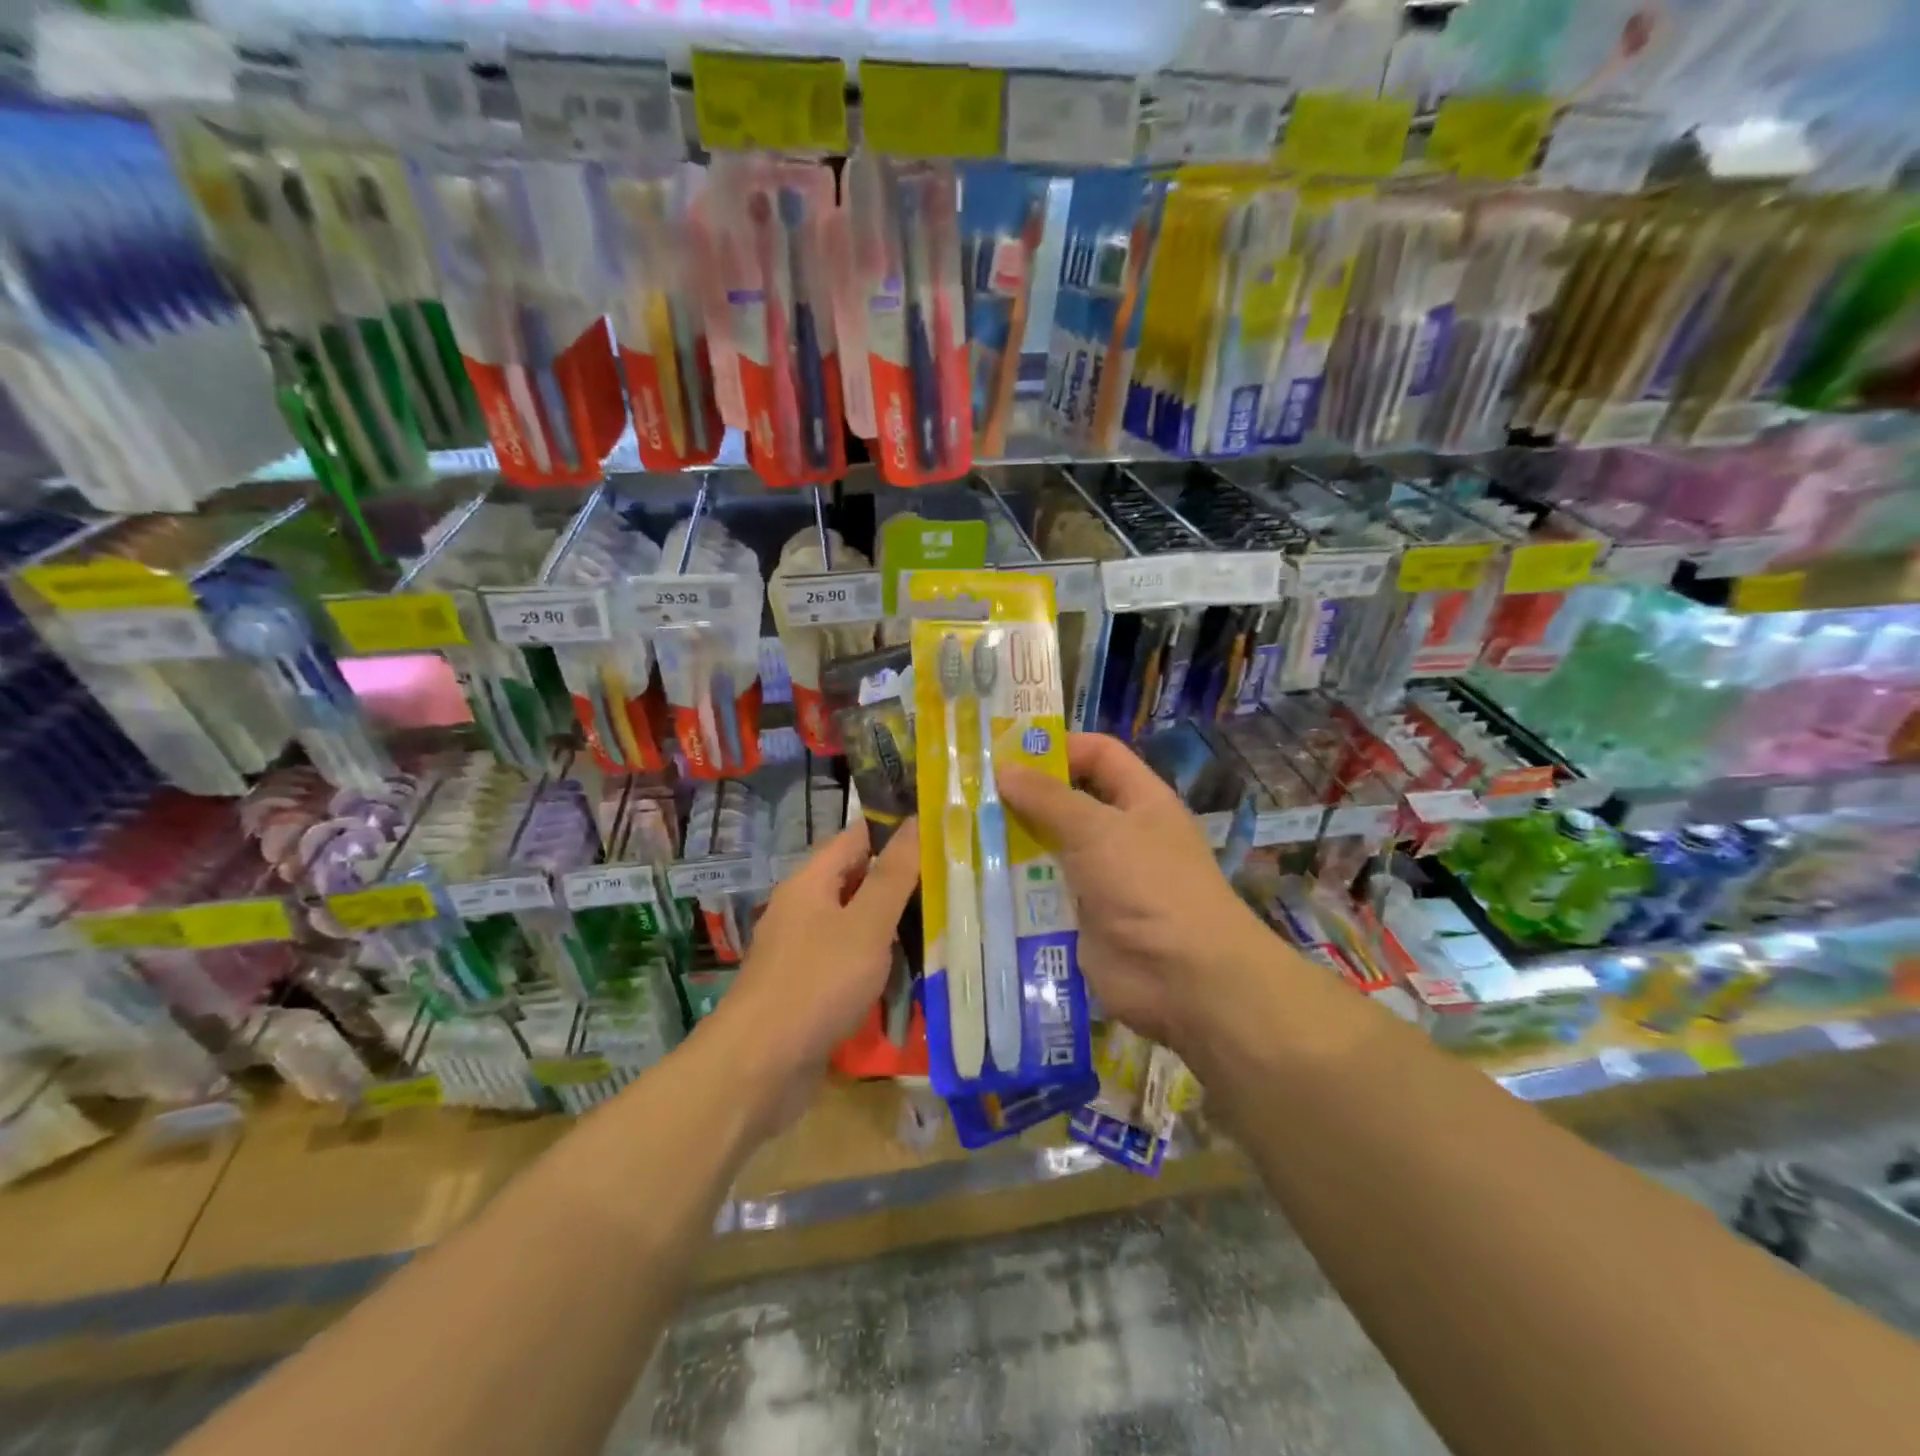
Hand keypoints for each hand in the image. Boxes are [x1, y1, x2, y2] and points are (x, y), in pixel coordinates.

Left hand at [709, 818, 919, 1133]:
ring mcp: (804, 950)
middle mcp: (804, 908)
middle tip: (955, 880)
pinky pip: (851, 960)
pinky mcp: (809, 988)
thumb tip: (916, 821)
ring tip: (945, 923)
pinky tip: (912, 972)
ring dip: (895, 923)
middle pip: (859, 879)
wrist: (758, 1069)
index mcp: (811, 881)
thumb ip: (894, 875)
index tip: (944, 830)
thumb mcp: (866, 924)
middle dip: (904, 879)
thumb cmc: (816, 984)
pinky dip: (880, 961)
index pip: (859, 836)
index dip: (899, 829)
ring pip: (858, 923)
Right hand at [998, 734, 1272, 1056]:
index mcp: (1139, 800)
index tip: (1006, 753)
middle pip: (1068, 802)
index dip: (1059, 747)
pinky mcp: (1082, 918)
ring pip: (1050, 849)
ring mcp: (1101, 879)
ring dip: (1013, 843)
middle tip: (969, 793)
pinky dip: (1016, 887)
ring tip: (962, 834)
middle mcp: (1120, 834)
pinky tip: (977, 880)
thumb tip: (1003, 769)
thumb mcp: (1097, 830)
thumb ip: (1048, 798)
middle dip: (1024, 797)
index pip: (1099, 755)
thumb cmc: (1149, 885)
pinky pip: (1044, 894)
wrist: (1184, 979)